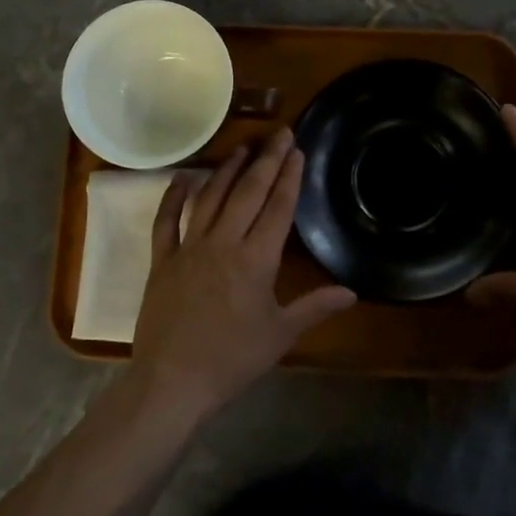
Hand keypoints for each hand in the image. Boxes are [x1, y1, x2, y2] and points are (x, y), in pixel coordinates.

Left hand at [128, 128, 355, 421]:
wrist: (172, 381)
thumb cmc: (232, 360)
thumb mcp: (280, 335)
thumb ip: (315, 307)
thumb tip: (352, 292)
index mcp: (256, 260)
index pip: (277, 208)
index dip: (289, 177)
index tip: (296, 151)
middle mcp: (223, 243)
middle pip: (248, 192)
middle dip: (266, 160)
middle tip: (279, 133)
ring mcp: (189, 248)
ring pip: (210, 198)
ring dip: (227, 169)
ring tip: (243, 147)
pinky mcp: (163, 260)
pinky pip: (166, 221)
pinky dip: (173, 197)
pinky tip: (183, 177)